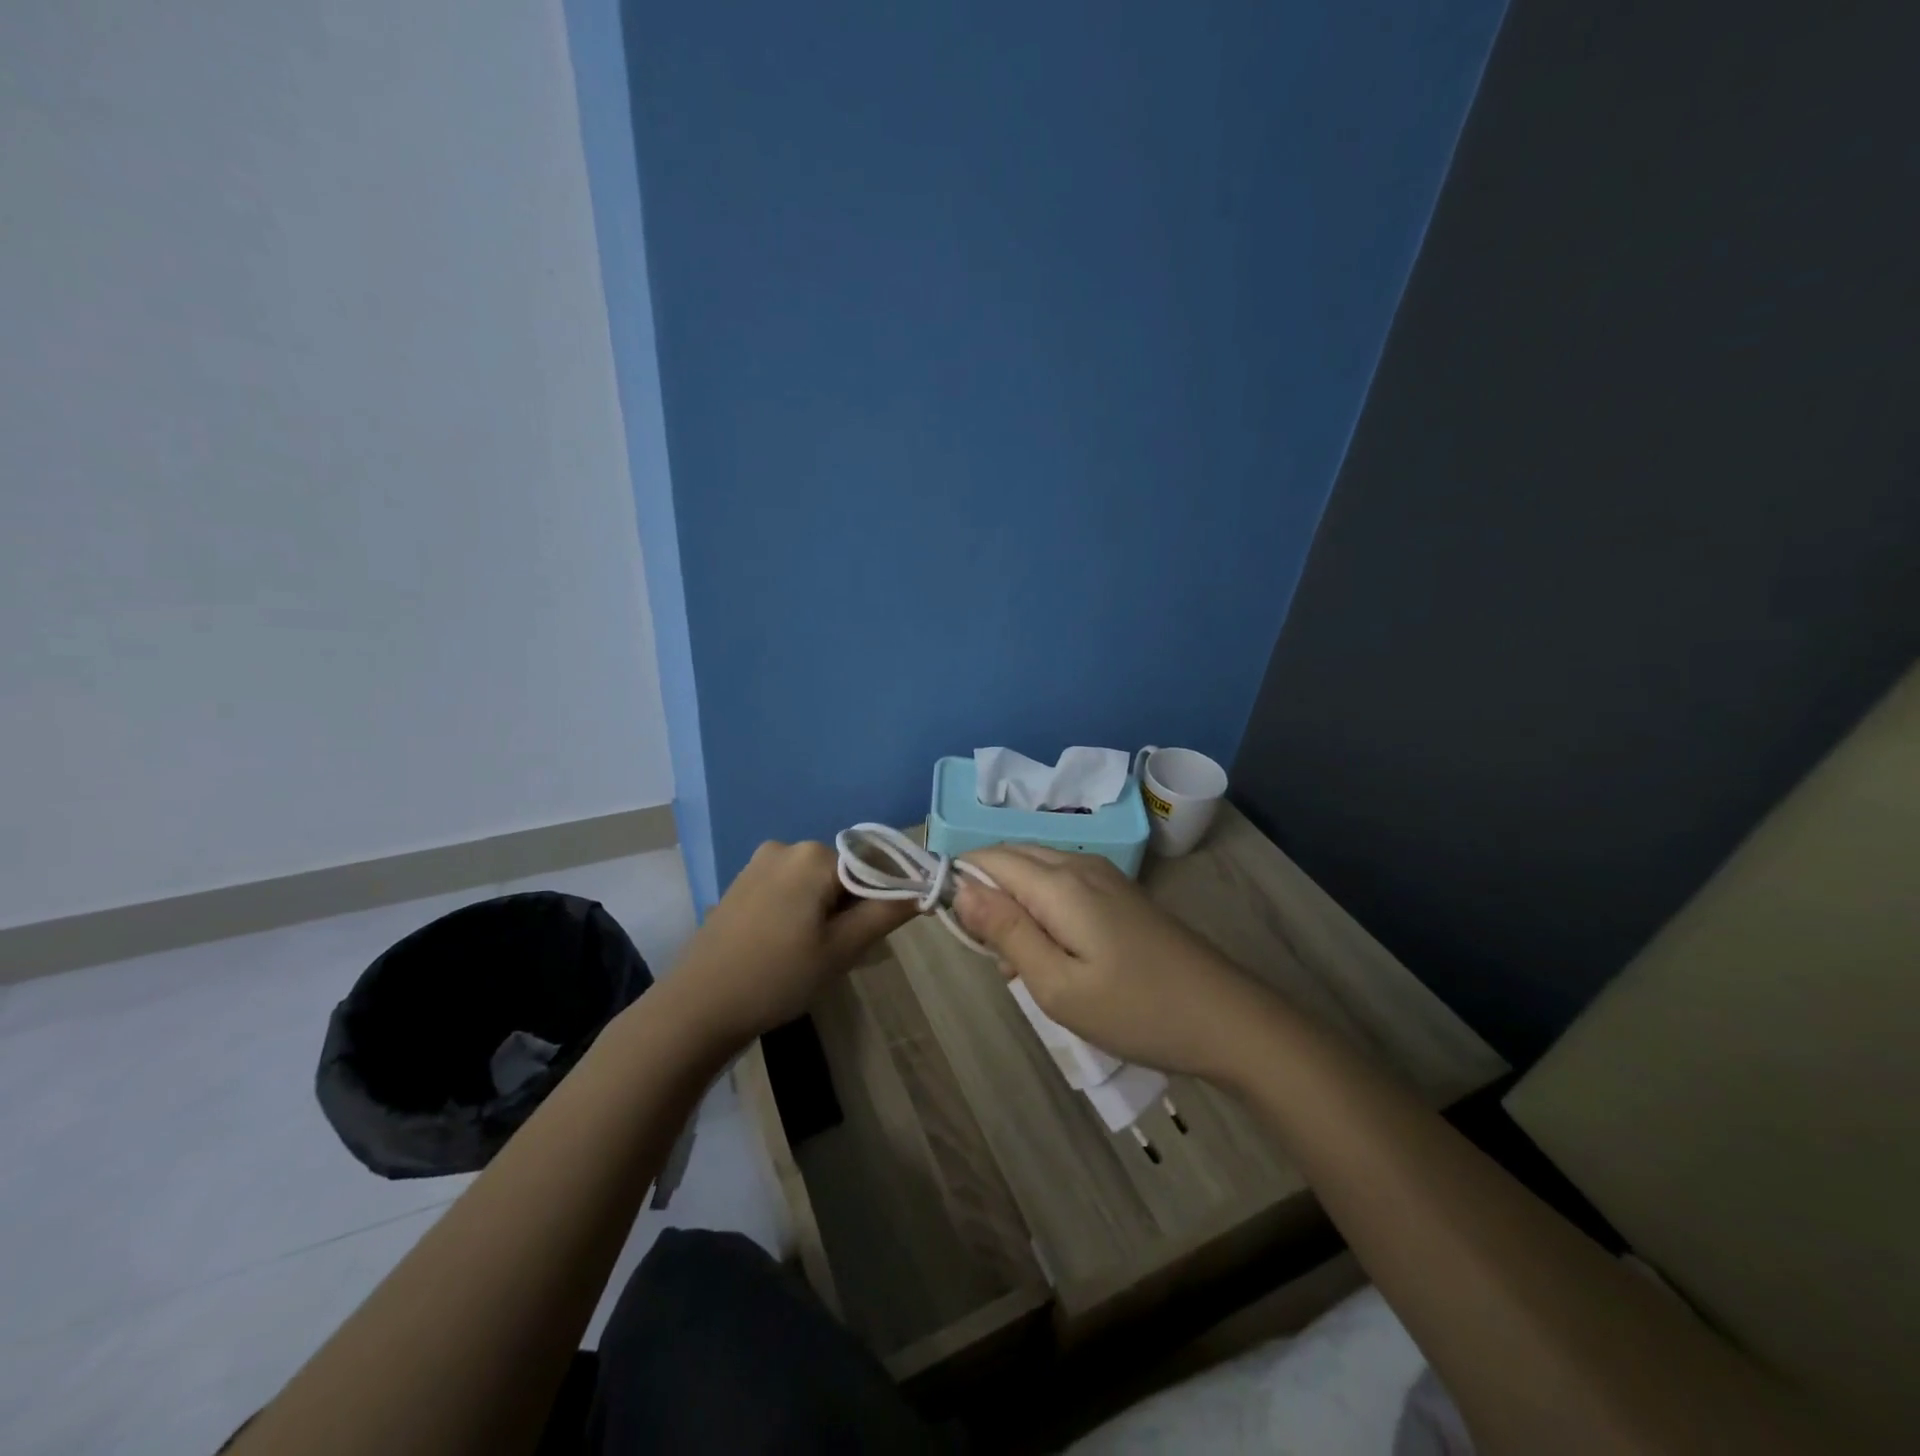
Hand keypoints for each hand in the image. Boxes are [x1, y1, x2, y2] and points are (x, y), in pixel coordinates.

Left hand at [670, 841, 916, 1045]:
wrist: (697, 1007)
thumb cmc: (778, 977)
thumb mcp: (842, 949)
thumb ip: (886, 913)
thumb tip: (923, 889)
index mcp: (814, 855)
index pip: (873, 866)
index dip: (883, 901)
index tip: (875, 939)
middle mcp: (787, 846)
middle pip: (843, 872)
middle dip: (852, 907)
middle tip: (842, 953)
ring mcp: (759, 863)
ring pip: (816, 882)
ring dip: (826, 911)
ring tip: (813, 955)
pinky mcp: (741, 883)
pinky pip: (789, 888)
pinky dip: (800, 911)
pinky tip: (788, 947)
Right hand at [953, 846, 1273, 1080]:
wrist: (1227, 1019)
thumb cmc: (1137, 1010)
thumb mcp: (1058, 986)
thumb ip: (1006, 932)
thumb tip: (959, 889)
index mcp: (1060, 882)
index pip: (988, 858)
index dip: (960, 883)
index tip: (957, 932)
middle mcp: (1079, 864)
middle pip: (1011, 859)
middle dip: (987, 897)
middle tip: (993, 958)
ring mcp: (1104, 876)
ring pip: (1035, 872)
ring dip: (1015, 908)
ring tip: (1024, 967)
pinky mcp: (1119, 894)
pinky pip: (1062, 886)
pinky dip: (1042, 911)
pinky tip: (1055, 957)